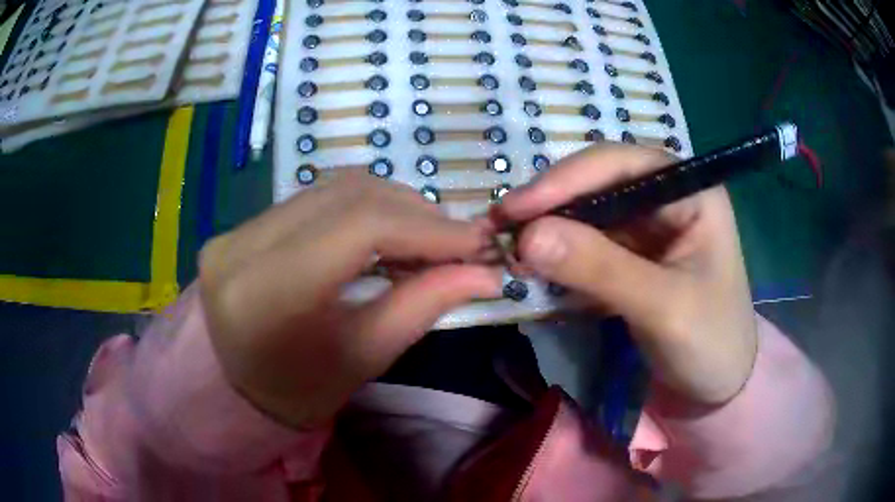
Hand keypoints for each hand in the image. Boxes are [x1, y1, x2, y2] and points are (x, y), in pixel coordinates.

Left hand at [199, 175, 499, 426]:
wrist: (239, 388)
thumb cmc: (302, 390)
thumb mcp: (365, 356)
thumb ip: (424, 305)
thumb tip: (485, 273)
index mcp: (267, 294)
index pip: (359, 229)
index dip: (427, 228)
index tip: (478, 241)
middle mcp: (243, 247)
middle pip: (348, 197)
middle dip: (416, 213)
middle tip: (458, 240)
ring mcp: (237, 230)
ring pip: (333, 189)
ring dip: (392, 205)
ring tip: (426, 235)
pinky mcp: (242, 225)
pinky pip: (315, 198)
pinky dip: (362, 207)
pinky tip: (386, 230)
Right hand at [496, 144, 756, 404]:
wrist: (718, 388)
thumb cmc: (711, 344)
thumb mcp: (663, 307)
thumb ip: (600, 269)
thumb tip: (526, 237)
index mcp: (692, 192)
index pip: (622, 165)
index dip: (566, 180)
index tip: (516, 210)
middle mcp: (668, 198)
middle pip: (599, 185)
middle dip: (552, 207)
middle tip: (501, 231)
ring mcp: (649, 228)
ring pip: (589, 216)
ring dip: (550, 234)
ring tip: (511, 255)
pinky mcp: (634, 257)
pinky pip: (589, 246)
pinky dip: (561, 259)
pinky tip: (535, 272)